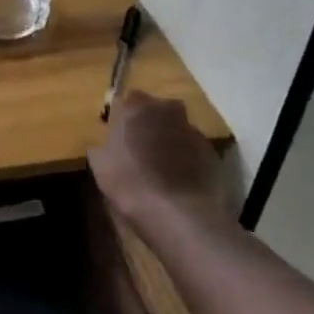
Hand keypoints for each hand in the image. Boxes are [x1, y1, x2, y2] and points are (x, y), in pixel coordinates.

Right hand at [90, 90, 232, 224]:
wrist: (180, 214)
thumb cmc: (131, 182)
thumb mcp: (100, 164)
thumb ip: (103, 146)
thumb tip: (105, 145)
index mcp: (137, 107)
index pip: (129, 100)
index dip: (124, 117)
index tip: (119, 135)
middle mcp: (168, 111)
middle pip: (159, 110)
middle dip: (151, 124)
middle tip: (141, 147)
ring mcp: (194, 132)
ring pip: (178, 130)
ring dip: (171, 142)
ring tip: (162, 169)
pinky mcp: (213, 156)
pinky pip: (194, 152)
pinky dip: (187, 161)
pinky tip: (180, 182)